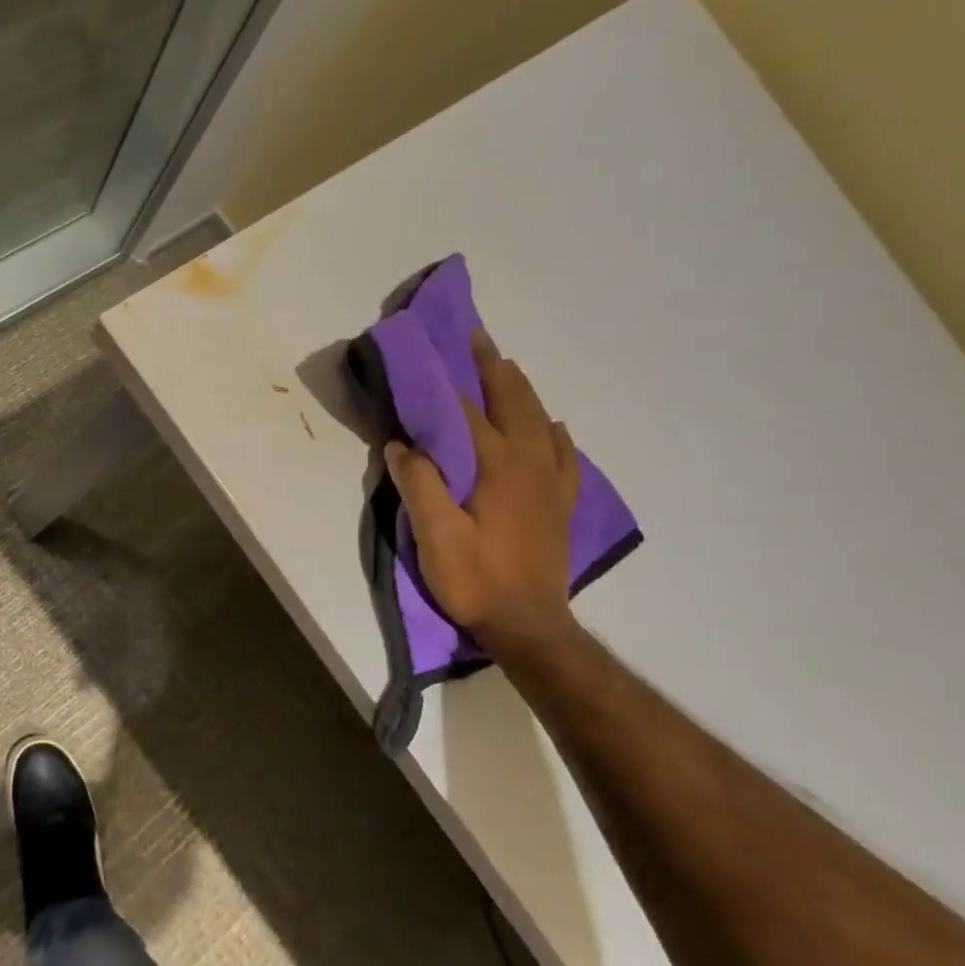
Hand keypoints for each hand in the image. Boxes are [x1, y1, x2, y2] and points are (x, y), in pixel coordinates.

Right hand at [385, 329, 580, 656]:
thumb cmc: (476, 579)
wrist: (529, 625)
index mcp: (498, 466)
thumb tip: (401, 444)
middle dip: (494, 369)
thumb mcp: (435, 535)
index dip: (448, 383)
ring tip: (507, 369)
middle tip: (478, 339)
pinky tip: (551, 426)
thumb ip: (419, 484)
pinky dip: (554, 433)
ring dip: (522, 391)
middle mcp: (530, 464)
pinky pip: (563, 455)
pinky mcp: (560, 504)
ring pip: (540, 421)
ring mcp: (551, 483)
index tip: (435, 352)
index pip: (468, 413)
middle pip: (513, 403)